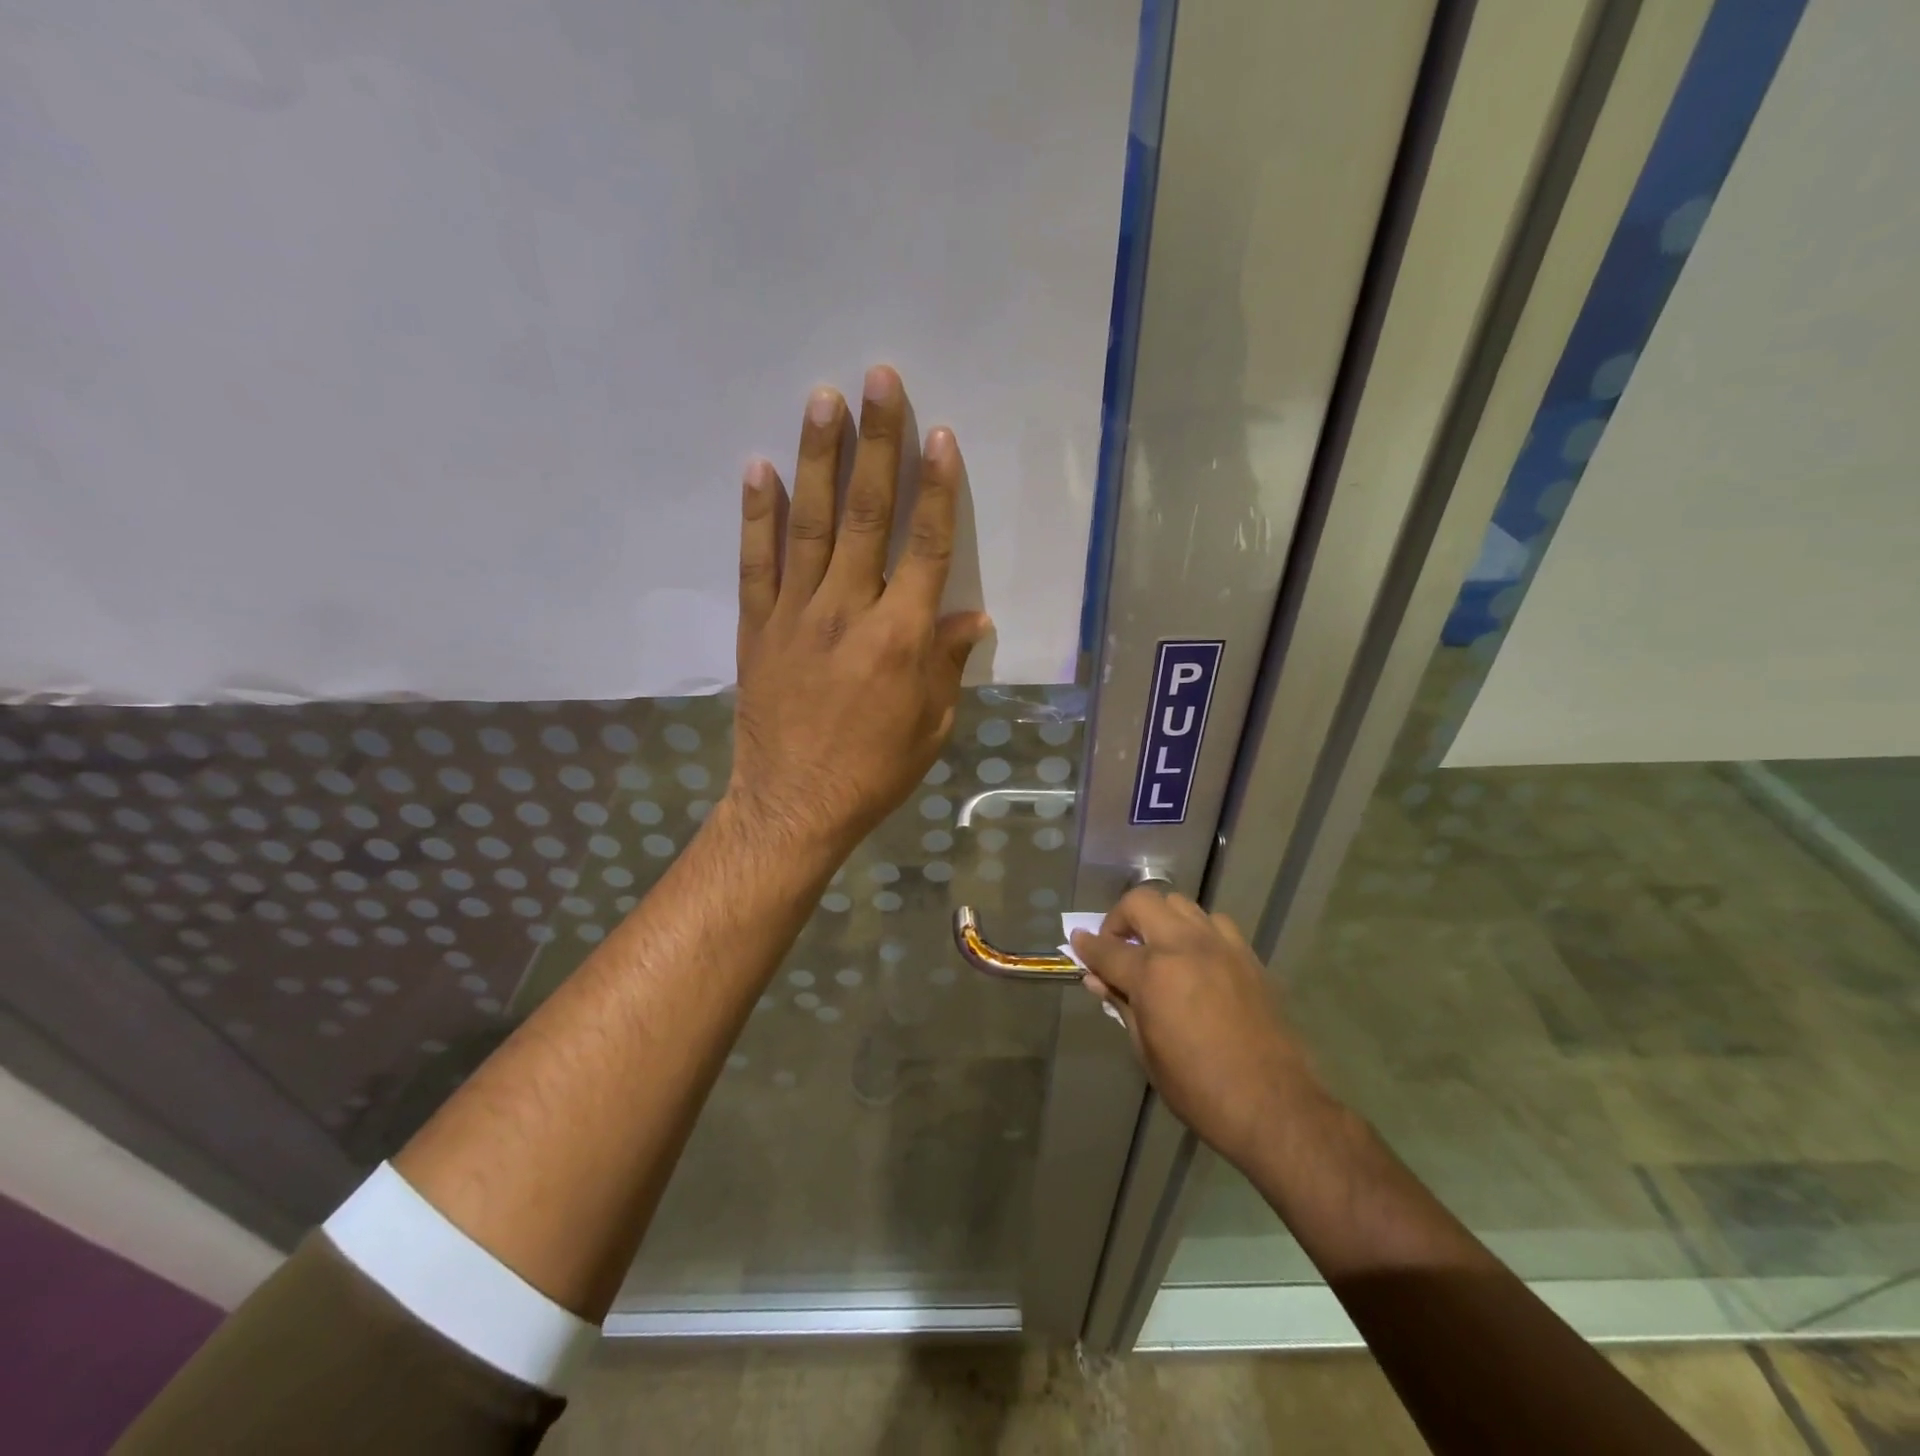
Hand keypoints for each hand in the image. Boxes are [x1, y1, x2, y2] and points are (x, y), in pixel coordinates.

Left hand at [728, 365, 990, 855]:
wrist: (795, 805)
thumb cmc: (875, 770)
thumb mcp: (932, 726)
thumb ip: (948, 664)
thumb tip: (972, 617)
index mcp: (902, 639)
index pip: (925, 547)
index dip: (936, 488)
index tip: (939, 435)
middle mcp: (850, 612)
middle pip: (866, 516)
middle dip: (876, 443)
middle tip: (878, 379)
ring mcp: (796, 615)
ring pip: (809, 524)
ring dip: (818, 457)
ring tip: (822, 397)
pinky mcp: (757, 627)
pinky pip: (756, 561)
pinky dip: (757, 513)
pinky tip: (759, 466)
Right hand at [1072, 888, 1330, 1169]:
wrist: (1274, 1106)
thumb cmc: (1199, 1089)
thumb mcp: (1147, 1052)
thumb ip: (1121, 1005)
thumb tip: (1098, 979)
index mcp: (1153, 973)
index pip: (1106, 949)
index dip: (1086, 946)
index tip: (1077, 942)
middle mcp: (1184, 946)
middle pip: (1142, 903)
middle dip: (1120, 918)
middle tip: (1117, 946)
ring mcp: (1220, 946)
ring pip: (1180, 905)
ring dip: (1159, 919)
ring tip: (1156, 949)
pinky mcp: (1247, 956)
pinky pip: (1214, 924)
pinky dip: (1196, 931)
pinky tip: (1195, 959)